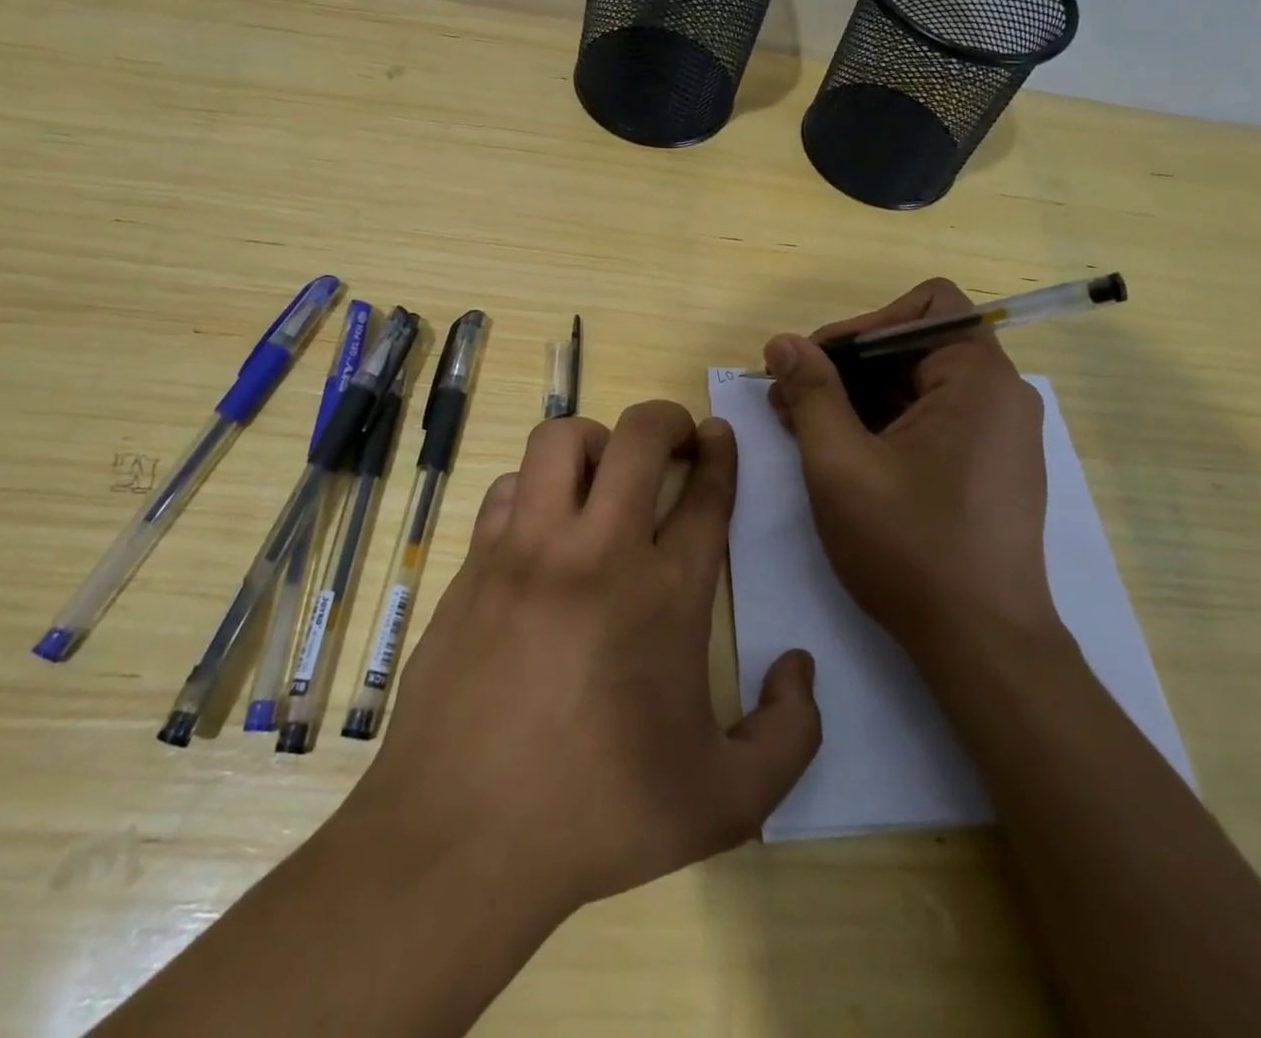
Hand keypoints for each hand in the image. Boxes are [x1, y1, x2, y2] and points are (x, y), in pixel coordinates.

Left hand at [350, 401, 821, 917]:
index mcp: (665, 593)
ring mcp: (526, 550)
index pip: (705, 492)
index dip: (721, 453)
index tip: (720, 436)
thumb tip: (800, 666)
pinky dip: (533, 489)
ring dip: (593, 442)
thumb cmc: (599, 815)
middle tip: (675, 440)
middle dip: (666, 419)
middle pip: (637, 437)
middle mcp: (597, 550)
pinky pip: (507, 489)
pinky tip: (540, 527)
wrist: (460, 840)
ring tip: (603, 476)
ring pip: (559, 440)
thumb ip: (791, 735)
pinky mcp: (475, 564)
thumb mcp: (726, 802)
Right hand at [764, 279, 1059, 657]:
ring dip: (859, 398)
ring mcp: (999, 434)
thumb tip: (783, 342)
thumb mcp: (840, 464)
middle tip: (789, 400)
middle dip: (848, 366)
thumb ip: (810, 393)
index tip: (815, 365)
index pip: (924, 306)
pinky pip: (933, 419)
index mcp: (978, 379)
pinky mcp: (991, 466)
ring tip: (804, 430)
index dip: (862, 324)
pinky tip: (843, 456)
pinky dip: (884, 424)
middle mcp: (1000, 395)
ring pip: (919, 385)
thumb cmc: (909, 547)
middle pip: (916, 344)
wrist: (981, 644)